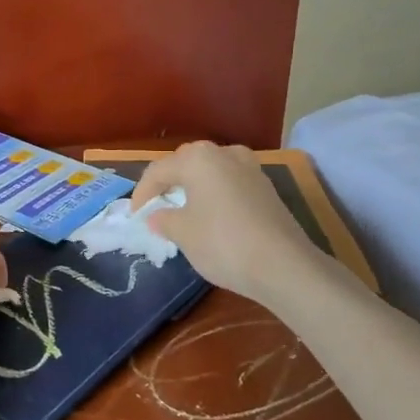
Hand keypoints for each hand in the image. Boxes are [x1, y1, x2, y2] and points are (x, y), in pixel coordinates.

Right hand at [130, 142, 320, 305]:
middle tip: (157, 206)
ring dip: (194, 187)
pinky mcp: (267, 187)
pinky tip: (213, 216)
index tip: (135, 216)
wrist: (284, 266)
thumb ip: (164, 220)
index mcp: (198, 159)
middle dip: (169, 183)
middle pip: (186, 164)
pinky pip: (230, 183)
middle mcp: (224, 154)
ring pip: (211, 171)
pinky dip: (216, 195)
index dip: (142, 193)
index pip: (158, 171)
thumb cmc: (222, 243)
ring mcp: (250, 168)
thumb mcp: (182, 233)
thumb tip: (158, 216)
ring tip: (184, 209)